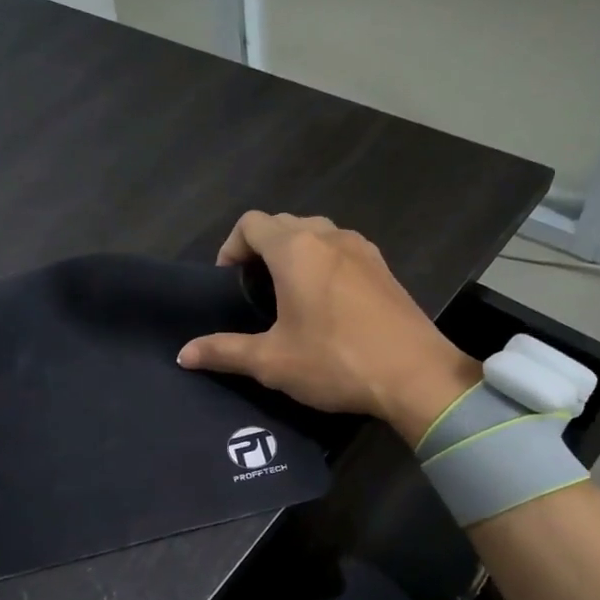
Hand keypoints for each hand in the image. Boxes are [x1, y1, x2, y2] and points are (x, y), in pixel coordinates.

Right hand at [176, 211, 478, 444]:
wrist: (415, 376)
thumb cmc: (335, 362)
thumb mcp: (272, 361)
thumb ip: (225, 351)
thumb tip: (183, 354)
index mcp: (296, 249)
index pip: (250, 223)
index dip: (230, 248)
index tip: (228, 284)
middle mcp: (329, 236)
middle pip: (283, 224)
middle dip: (261, 250)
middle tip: (253, 292)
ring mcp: (362, 249)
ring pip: (316, 235)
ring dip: (294, 254)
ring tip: (288, 296)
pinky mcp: (383, 268)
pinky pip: (342, 251)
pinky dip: (323, 264)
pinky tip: (326, 305)